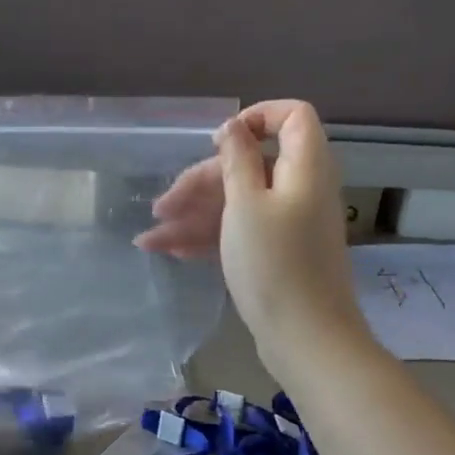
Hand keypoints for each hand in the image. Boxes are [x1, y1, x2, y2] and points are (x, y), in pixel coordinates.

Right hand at [136, 100, 370, 374]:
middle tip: (162, 206)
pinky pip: (240, 230)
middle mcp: (298, 189)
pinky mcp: (276, 252)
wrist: (305, 337)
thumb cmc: (274, 263)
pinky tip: (172, 252)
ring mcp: (287, 223)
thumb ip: (237, 160)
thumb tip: (233, 125)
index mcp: (303, 168)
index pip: (292, 117)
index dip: (256, 117)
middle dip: (200, 182)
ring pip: (237, 202)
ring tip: (149, 238)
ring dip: (193, 215)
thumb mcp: (245, 204)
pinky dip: (208, 237)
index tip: (218, 141)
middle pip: (248, 165)